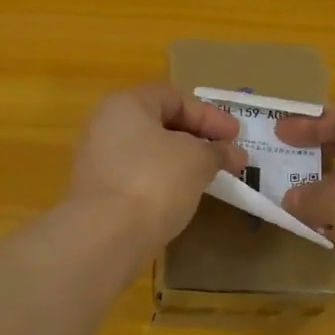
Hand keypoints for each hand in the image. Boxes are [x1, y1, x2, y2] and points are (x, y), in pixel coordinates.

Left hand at [67, 85, 246, 247]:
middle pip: (160, 124)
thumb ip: (217, 151)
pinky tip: (182, 197)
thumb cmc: (155, 180)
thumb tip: (232, 153)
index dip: (210, 115)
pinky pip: (138, 177)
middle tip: (225, 155)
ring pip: (149, 153)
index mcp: (126, 104)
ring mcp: (98, 160)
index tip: (236, 136)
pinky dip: (163, 181)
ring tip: (208, 177)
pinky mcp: (98, 193)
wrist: (106, 236)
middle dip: (198, 138)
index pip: (175, 98)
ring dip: (181, 162)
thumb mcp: (197, 160)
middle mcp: (106, 125)